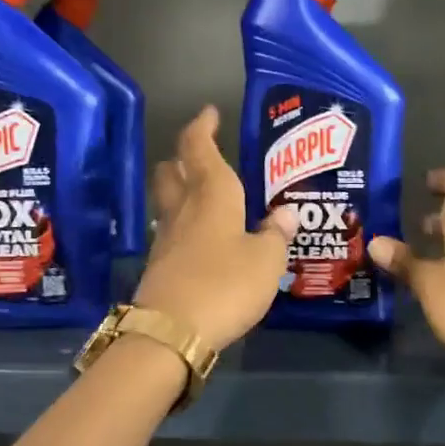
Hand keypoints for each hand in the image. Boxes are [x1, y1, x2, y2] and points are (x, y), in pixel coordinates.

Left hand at [132, 106, 297, 351]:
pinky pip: (171, 230)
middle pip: (172, 170)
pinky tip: (200, 237)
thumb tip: (285, 212)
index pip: (199, 147)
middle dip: (185, 156)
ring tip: (205, 194)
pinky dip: (184, 224)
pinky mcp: (159, 265)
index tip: (210, 112)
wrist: (171, 333)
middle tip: (203, 154)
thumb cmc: (225, 284)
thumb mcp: (266, 260)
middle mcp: (184, 209)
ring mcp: (166, 238)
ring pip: (168, 200)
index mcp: (212, 195)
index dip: (203, 127)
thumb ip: (276, 234)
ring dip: (181, 190)